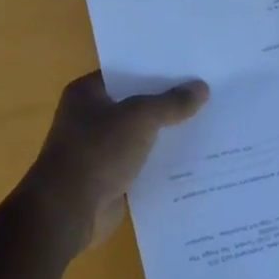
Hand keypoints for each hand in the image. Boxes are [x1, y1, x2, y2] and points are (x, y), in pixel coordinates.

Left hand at [21, 72, 209, 252]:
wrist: (68, 211)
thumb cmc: (97, 152)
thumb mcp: (139, 118)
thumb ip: (171, 103)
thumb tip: (202, 87)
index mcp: (87, 93)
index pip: (127, 72)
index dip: (157, 69)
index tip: (191, 66)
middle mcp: (91, 117)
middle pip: (137, 103)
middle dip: (168, 102)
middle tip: (208, 93)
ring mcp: (100, 150)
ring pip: (143, 135)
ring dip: (168, 133)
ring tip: (210, 123)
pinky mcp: (112, 178)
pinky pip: (144, 163)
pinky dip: (164, 162)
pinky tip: (196, 158)